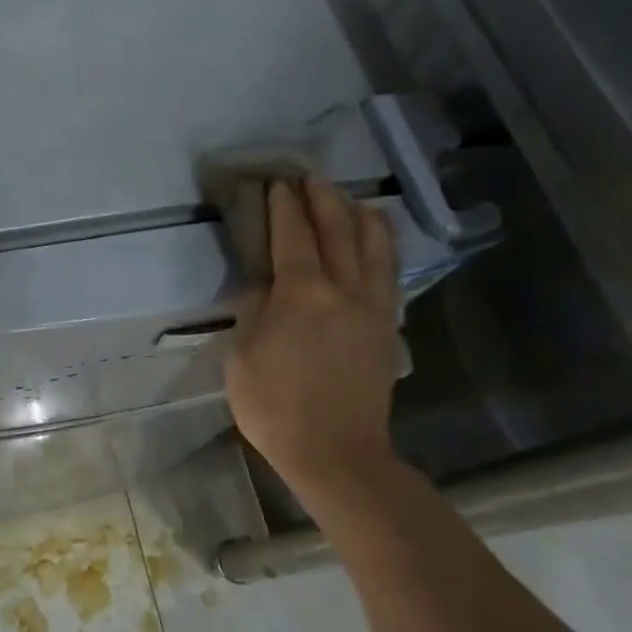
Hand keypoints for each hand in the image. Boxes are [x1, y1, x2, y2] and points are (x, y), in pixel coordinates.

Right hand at [225, 177, 400, 494]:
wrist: (336, 453)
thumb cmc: (275, 407)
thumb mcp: (242, 357)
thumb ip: (253, 311)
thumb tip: (262, 284)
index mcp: (302, 294)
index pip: (293, 237)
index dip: (285, 207)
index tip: (278, 184)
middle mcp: (344, 290)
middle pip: (337, 231)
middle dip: (323, 200)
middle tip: (311, 178)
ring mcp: (372, 308)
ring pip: (374, 248)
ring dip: (360, 217)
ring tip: (353, 199)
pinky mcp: (387, 328)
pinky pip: (389, 275)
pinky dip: (383, 248)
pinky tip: (378, 242)